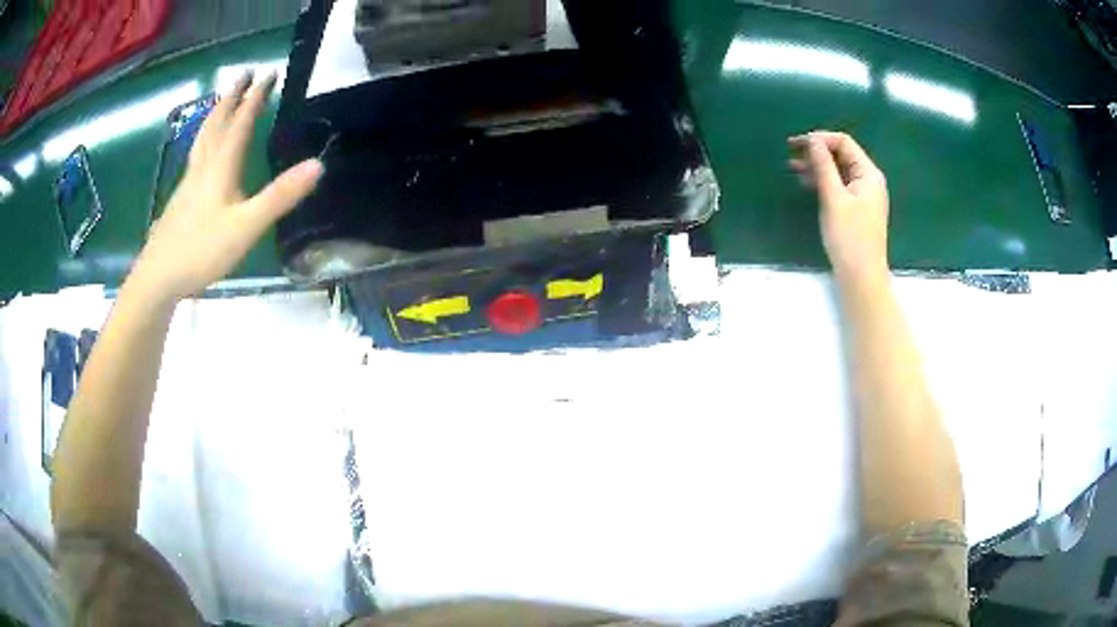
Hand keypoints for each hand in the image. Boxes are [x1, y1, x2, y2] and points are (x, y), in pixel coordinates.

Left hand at [130, 71, 322, 301]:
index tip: (269, 73)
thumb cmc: (202, 250)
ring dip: (215, 114)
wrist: (158, 277)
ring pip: (202, 138)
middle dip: (233, 96)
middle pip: (217, 122)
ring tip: (222, 100)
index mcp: (221, 167)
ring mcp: (188, 182)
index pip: (241, 122)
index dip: (256, 97)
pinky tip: (203, 151)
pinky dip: (203, 139)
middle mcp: (203, 166)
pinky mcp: (180, 199)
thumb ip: (280, 196)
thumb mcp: (246, 226)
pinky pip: (195, 155)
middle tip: (245, 74)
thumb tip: (318, 165)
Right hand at [789, 131, 888, 284]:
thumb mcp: (833, 198)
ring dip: (817, 166)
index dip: (820, 138)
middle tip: (790, 152)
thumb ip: (823, 165)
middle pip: (841, 154)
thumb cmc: (849, 238)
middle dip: (817, 151)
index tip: (796, 144)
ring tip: (793, 167)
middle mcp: (868, 180)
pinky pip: (838, 185)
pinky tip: (806, 183)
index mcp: (868, 174)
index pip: (844, 142)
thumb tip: (812, 139)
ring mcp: (863, 195)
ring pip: (838, 170)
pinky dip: (822, 181)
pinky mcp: (856, 209)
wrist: (861, 279)